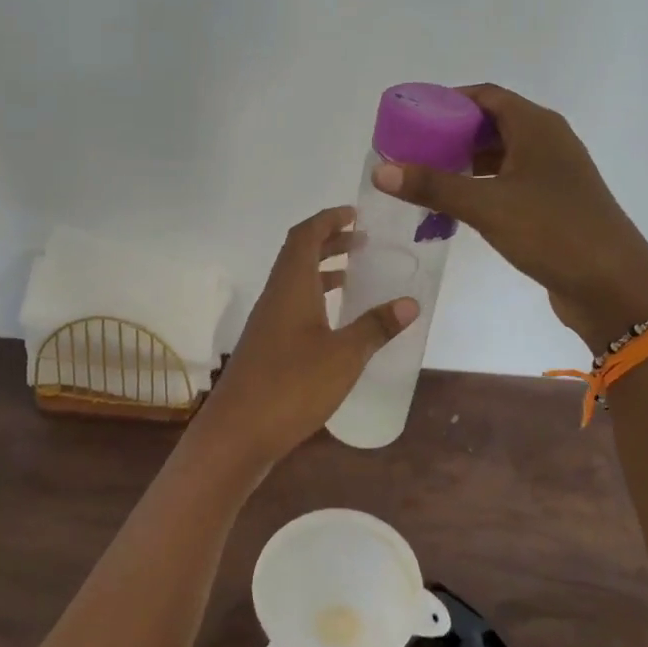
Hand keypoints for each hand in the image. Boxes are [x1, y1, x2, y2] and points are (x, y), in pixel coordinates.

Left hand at [191, 207, 416, 471]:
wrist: (237, 433)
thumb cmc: (291, 386)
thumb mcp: (344, 356)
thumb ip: (376, 327)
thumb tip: (410, 302)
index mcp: (291, 286)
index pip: (305, 235)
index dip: (328, 219)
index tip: (355, 213)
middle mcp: (275, 297)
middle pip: (298, 255)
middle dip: (329, 242)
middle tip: (362, 241)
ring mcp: (266, 323)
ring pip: (294, 282)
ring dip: (322, 271)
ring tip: (354, 276)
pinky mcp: (266, 347)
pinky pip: (292, 306)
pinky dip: (315, 299)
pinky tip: (334, 322)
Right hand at [372, 85, 647, 351]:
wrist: (615, 287)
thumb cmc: (553, 232)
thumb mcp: (487, 206)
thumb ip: (433, 185)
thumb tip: (381, 170)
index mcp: (537, 127)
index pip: (485, 96)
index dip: (447, 101)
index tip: (411, 117)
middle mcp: (548, 142)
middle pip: (492, 124)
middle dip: (451, 134)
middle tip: (411, 151)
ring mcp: (554, 175)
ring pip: (501, 157)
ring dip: (465, 164)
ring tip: (425, 178)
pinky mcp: (554, 204)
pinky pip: (510, 183)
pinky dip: (482, 188)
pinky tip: (457, 207)